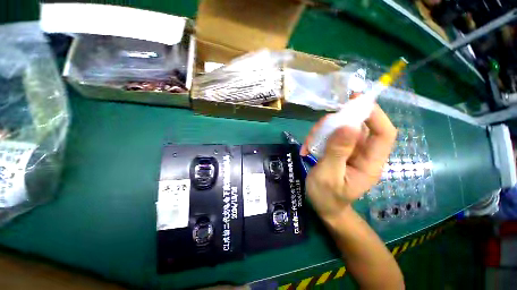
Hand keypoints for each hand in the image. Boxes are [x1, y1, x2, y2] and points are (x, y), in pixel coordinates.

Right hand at [301, 104, 396, 219]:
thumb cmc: (327, 196)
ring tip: (308, 144)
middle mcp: (363, 153)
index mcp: (369, 163)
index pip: (383, 133)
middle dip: (337, 122)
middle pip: (358, 127)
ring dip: (322, 131)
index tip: (356, 101)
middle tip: (319, 127)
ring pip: (341, 129)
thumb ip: (337, 152)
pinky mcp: (339, 150)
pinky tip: (307, 148)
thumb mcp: (328, 176)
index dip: (375, 115)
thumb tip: (348, 124)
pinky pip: (330, 136)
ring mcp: (350, 150)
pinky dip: (317, 137)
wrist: (323, 206)